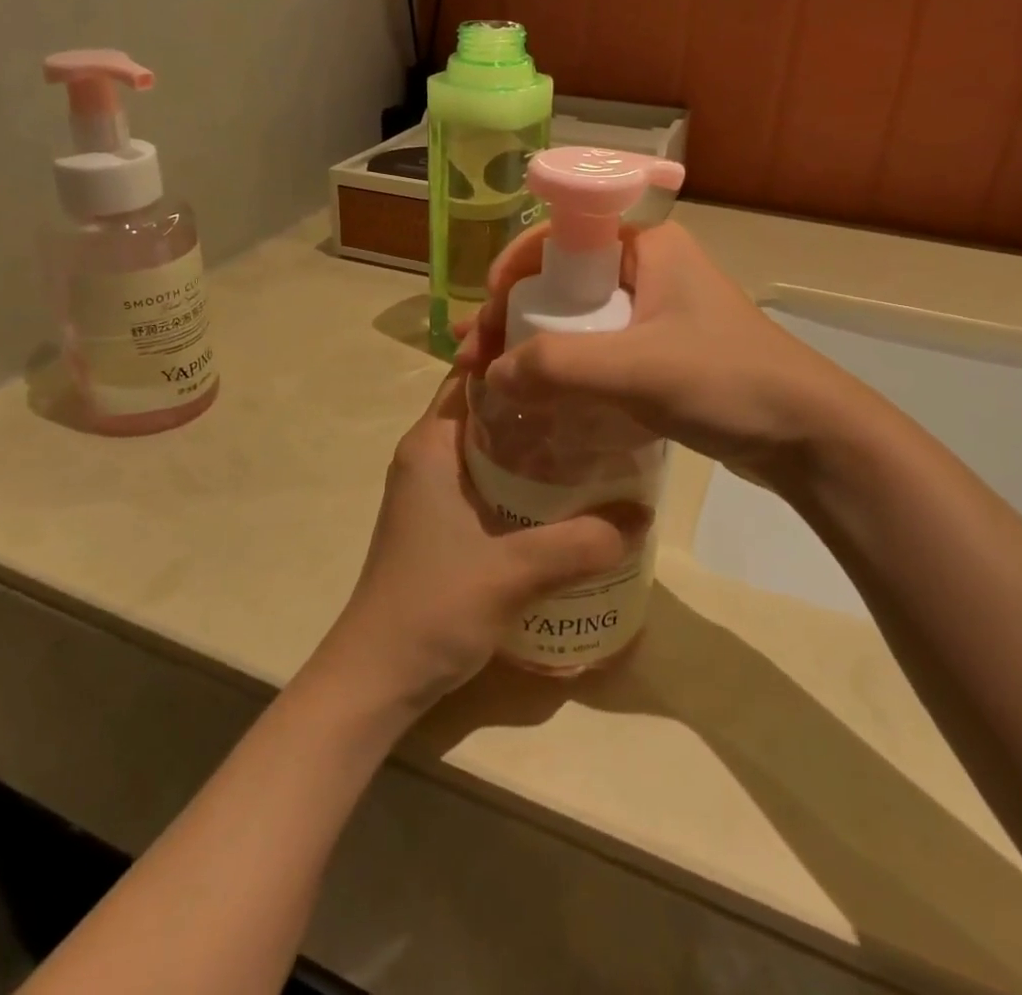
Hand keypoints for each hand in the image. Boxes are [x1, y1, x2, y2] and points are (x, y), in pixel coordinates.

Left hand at [313, 369, 649, 716]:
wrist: (377, 677)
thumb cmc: (432, 607)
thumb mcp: (512, 572)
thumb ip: (579, 543)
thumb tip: (643, 515)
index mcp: (432, 443)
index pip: (473, 373)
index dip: (516, 353)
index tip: (569, 345)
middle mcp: (429, 454)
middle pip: (488, 405)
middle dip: (538, 397)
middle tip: (598, 394)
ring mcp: (433, 489)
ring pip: (491, 444)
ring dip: (534, 440)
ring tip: (594, 435)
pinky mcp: (442, 519)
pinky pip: (489, 478)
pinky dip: (524, 475)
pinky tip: (567, 491)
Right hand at [457, 222, 882, 491]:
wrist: (808, 436)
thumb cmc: (728, 382)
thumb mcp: (638, 369)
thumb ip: (560, 367)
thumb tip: (493, 374)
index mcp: (646, 245)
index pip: (558, 237)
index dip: (511, 272)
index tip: (485, 319)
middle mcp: (646, 268)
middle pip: (560, 281)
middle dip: (512, 316)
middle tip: (474, 359)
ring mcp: (653, 312)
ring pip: (575, 319)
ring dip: (531, 345)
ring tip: (491, 380)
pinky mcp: (658, 352)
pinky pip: (596, 350)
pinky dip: (562, 369)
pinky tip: (536, 396)